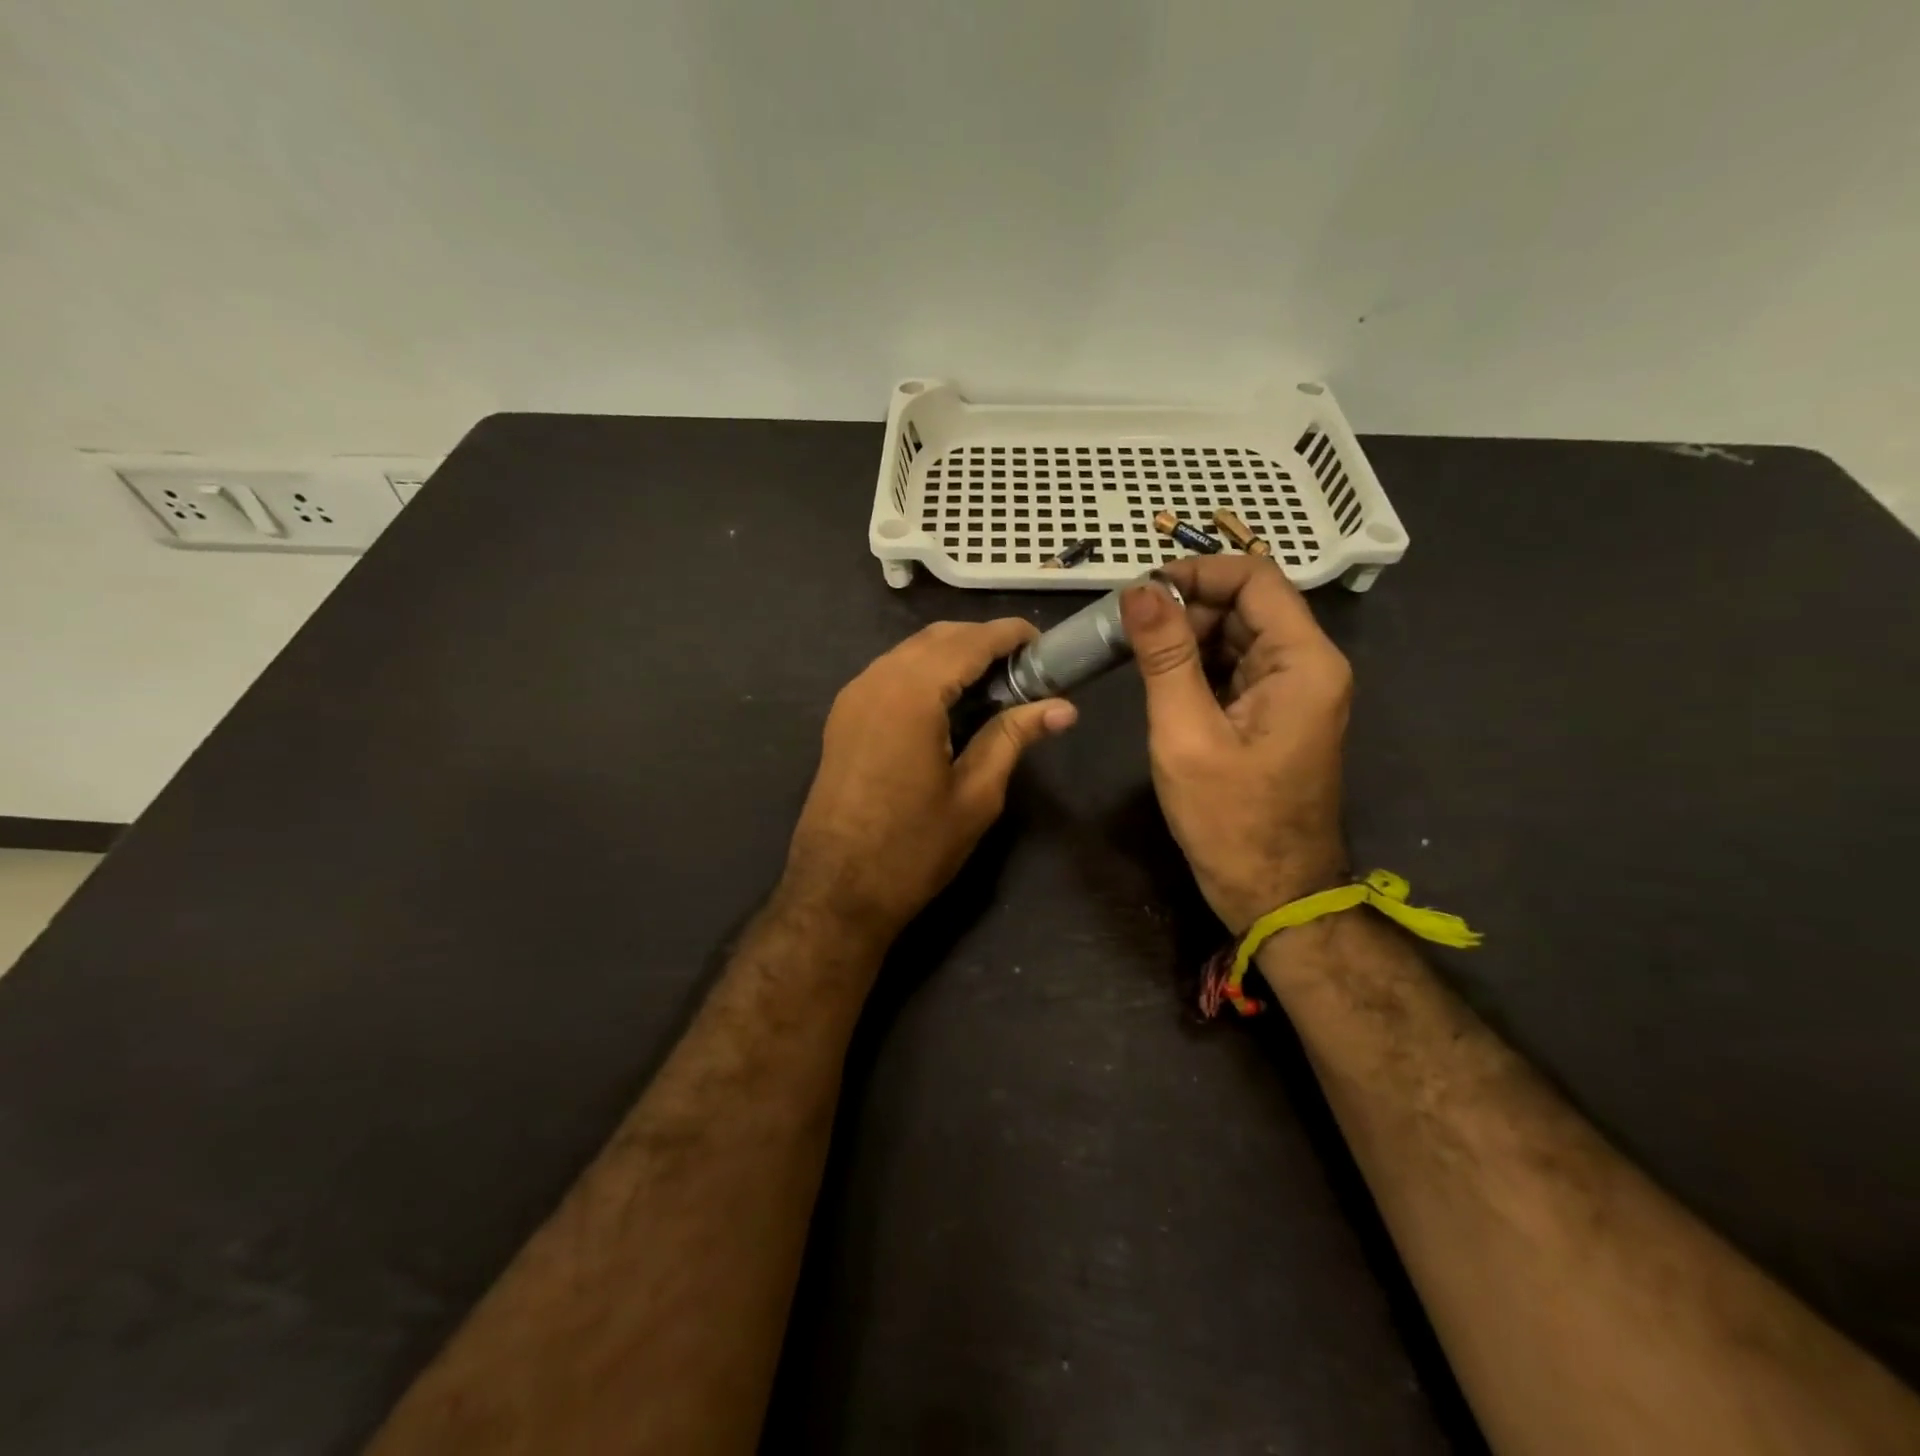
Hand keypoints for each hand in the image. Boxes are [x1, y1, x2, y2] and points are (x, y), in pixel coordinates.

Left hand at [781, 619, 1077, 940]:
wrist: (836, 891)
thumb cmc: (913, 848)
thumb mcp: (975, 794)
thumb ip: (1013, 737)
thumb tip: (1064, 708)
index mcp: (911, 694)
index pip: (969, 642)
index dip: (1009, 635)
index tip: (1045, 644)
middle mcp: (876, 680)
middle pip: (937, 638)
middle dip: (983, 642)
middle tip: (1025, 670)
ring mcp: (853, 697)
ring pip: (910, 652)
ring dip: (953, 655)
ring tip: (994, 685)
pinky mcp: (843, 717)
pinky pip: (890, 674)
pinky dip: (925, 672)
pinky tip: (950, 702)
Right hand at [1120, 559, 1352, 932]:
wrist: (1273, 893)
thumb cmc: (1230, 819)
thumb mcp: (1186, 733)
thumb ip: (1164, 656)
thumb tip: (1138, 590)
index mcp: (1303, 662)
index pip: (1255, 578)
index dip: (1197, 572)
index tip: (1139, 592)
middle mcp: (1308, 666)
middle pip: (1246, 604)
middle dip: (1186, 608)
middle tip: (1126, 630)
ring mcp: (1293, 691)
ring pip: (1237, 636)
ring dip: (1186, 638)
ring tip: (1134, 654)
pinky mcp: (1274, 714)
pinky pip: (1235, 669)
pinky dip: (1196, 666)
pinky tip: (1159, 680)